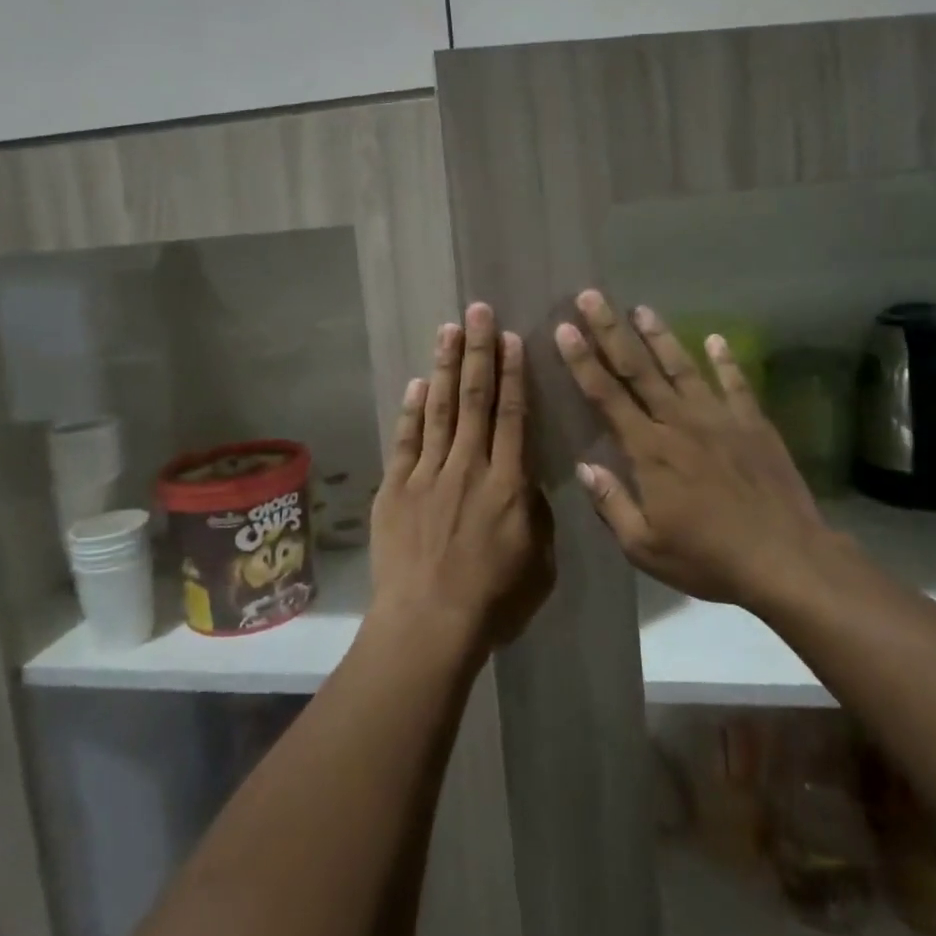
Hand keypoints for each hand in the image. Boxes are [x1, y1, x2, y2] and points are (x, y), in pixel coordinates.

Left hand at [370, 303, 555, 649]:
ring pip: (441, 409)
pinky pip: (406, 440)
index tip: (510, 338)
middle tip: (477, 311)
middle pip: (476, 399)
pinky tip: (418, 383)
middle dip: (478, 351)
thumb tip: (527, 482)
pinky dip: (412, 410)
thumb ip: (536, 515)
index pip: (512, 415)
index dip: (512, 374)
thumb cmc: (492, 601)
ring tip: (448, 329)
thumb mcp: (539, 564)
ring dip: (446, 367)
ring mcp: (428, 475)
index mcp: (508, 483)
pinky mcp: (395, 489)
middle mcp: (469, 467)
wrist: (428, 625)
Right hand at [555, 291, 849, 613]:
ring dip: (659, 336)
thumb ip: (612, 504)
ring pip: (682, 367)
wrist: (786, 559)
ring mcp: (719, 419)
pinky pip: (735, 385)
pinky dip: (726, 360)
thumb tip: (584, 466)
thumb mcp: (646, 547)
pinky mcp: (753, 424)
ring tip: (641, 307)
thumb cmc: (709, 558)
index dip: (582, 361)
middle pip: (638, 369)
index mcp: (649, 450)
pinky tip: (718, 339)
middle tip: (591, 297)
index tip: (565, 329)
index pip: (606, 396)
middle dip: (611, 330)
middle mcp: (679, 422)